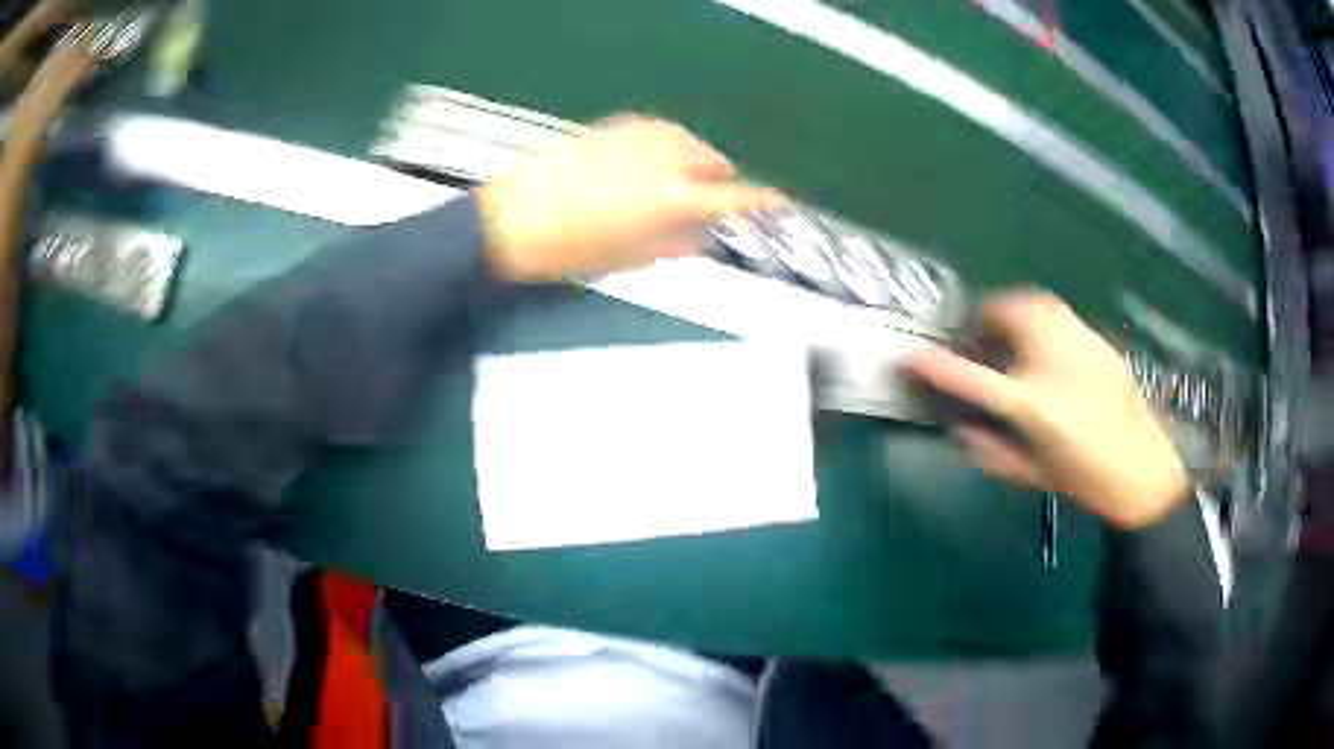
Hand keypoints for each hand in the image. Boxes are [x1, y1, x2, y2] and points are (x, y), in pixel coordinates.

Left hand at [477, 115, 784, 282]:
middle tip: (712, 206)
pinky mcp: (613, 128)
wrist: (509, 220)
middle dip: (722, 183)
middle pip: (715, 162)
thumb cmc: (567, 250)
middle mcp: (661, 161)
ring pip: (689, 140)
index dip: (763, 202)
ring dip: (697, 160)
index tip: (780, 204)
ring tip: (683, 183)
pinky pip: (659, 129)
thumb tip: (700, 238)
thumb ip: (674, 244)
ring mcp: (636, 139)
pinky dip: (669, 144)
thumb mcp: (629, 259)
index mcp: (670, 200)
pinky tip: (657, 161)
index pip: (735, 198)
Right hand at [904, 291, 1189, 528]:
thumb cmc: (1085, 478)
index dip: (934, 366)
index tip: (908, 358)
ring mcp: (1080, 344)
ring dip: (1013, 311)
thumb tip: (962, 430)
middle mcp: (1054, 361)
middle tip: (979, 339)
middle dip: (984, 318)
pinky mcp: (1098, 340)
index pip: (970, 378)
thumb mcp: (1033, 474)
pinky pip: (1061, 314)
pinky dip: (1042, 319)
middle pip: (1008, 313)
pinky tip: (1049, 347)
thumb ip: (991, 452)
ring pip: (1037, 303)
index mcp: (1033, 404)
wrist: (1144, 470)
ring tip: (1010, 335)